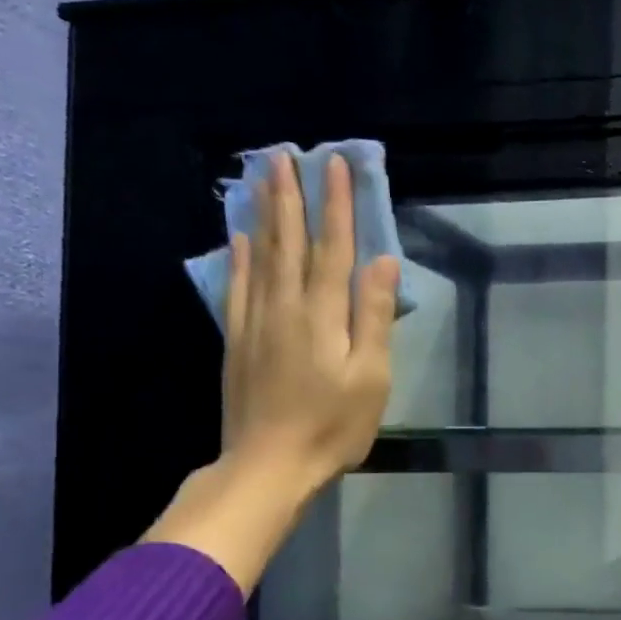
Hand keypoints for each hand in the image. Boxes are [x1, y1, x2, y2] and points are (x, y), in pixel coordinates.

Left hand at [221, 150, 398, 490]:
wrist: (269, 466)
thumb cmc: (333, 425)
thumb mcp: (372, 376)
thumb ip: (376, 316)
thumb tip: (384, 262)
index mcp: (323, 314)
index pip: (333, 246)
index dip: (336, 204)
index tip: (336, 164)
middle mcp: (285, 307)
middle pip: (289, 241)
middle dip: (290, 195)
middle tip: (284, 154)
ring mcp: (255, 322)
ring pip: (259, 256)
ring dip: (263, 214)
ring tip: (261, 178)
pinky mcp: (237, 340)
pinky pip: (236, 286)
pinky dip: (238, 257)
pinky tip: (237, 236)